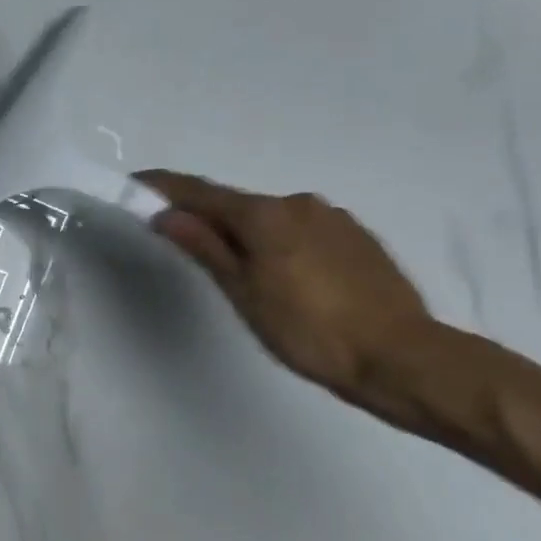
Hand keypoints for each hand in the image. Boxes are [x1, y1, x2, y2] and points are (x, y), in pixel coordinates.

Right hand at [136, 171, 435, 418]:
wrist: (404, 358)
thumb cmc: (310, 330)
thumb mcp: (244, 292)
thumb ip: (204, 247)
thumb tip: (167, 215)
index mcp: (265, 214)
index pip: (200, 192)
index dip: (164, 187)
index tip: (135, 182)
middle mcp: (298, 203)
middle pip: (237, 205)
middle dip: (208, 218)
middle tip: (187, 244)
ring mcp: (333, 218)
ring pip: (272, 219)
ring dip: (248, 234)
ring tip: (244, 273)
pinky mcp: (358, 237)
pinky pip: (302, 230)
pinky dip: (281, 242)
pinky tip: (288, 277)